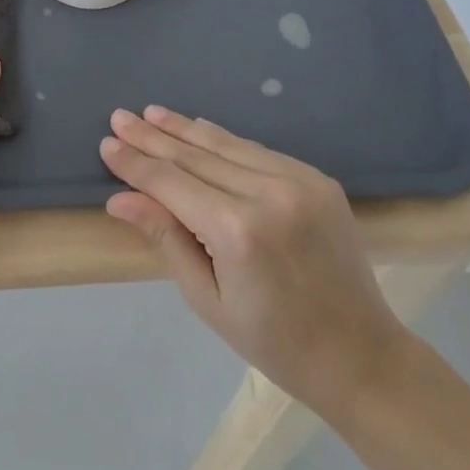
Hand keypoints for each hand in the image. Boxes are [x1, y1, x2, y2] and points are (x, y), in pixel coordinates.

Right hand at [100, 106, 404, 420]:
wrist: (362, 356)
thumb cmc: (275, 342)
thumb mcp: (208, 300)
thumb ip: (165, 238)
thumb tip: (118, 199)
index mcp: (238, 232)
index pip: (171, 183)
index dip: (136, 163)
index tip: (107, 143)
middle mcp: (267, 194)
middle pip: (195, 155)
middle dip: (152, 136)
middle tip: (119, 117)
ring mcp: (296, 180)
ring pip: (225, 144)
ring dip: (183, 128)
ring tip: (151, 113)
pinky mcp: (315, 176)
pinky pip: (255, 150)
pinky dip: (222, 139)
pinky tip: (197, 127)